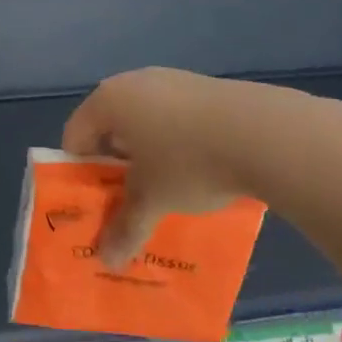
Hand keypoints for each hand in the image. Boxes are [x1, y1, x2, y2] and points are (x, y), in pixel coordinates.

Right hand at [62, 68, 291, 265]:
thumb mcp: (152, 200)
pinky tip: (200, 168)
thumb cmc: (189, 162)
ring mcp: (173, 80)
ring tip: (166, 187)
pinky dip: (178, 142)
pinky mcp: (208, 87)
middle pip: (110, 127)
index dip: (79, 171)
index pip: (75, 136)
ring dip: (148, 154)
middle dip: (115, 164)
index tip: (94, 200)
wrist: (267, 134)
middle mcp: (134, 83)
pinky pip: (177, 117)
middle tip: (128, 197)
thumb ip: (125, 227)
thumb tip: (106, 261)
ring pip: (146, 122)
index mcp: (108, 101)